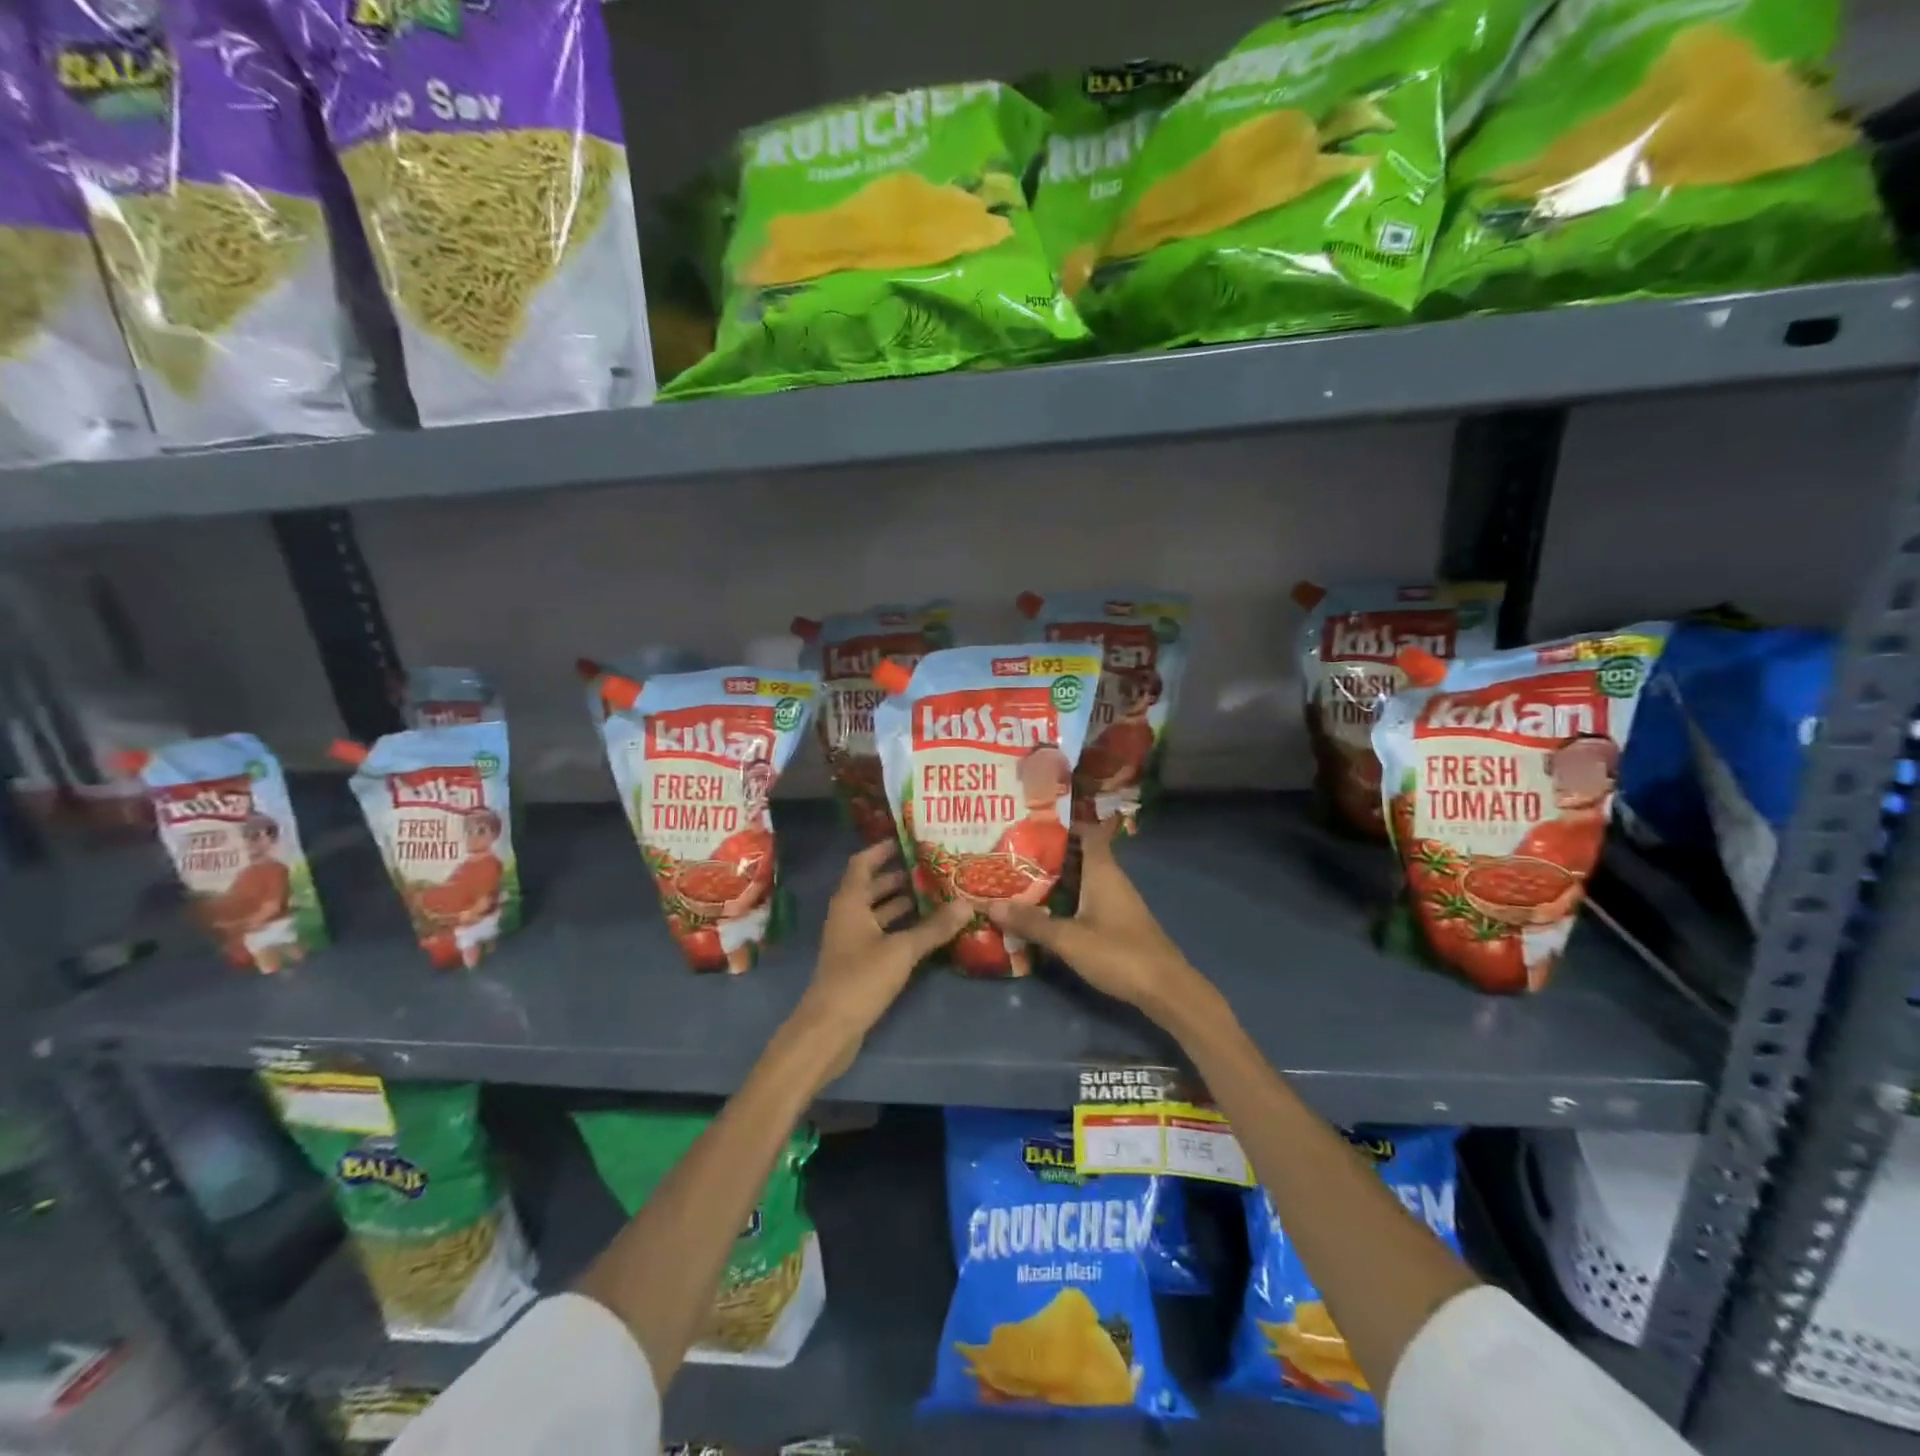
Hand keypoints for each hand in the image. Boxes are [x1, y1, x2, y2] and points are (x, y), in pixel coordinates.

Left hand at [789, 841, 970, 1078]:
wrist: (829, 1029)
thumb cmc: (860, 979)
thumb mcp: (902, 951)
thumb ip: (934, 928)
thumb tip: (967, 904)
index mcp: (849, 903)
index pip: (862, 863)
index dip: (882, 850)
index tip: (908, 840)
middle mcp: (847, 916)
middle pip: (872, 887)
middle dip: (900, 877)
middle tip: (934, 867)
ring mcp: (850, 941)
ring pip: (878, 912)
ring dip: (902, 903)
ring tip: (937, 894)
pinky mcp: (857, 963)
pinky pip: (881, 934)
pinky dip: (900, 928)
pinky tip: (926, 931)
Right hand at [987, 819, 1207, 1018]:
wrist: (1165, 989)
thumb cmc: (1118, 953)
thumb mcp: (1068, 939)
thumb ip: (1031, 922)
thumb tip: (991, 904)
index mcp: (1103, 871)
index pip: (1088, 833)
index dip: (1065, 825)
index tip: (1034, 824)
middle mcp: (1112, 880)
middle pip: (1080, 856)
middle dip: (1050, 855)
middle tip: (1015, 854)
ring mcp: (1117, 902)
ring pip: (1083, 880)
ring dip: (1057, 880)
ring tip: (1021, 880)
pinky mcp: (1118, 923)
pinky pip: (1088, 900)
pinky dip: (1067, 900)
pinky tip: (1046, 912)